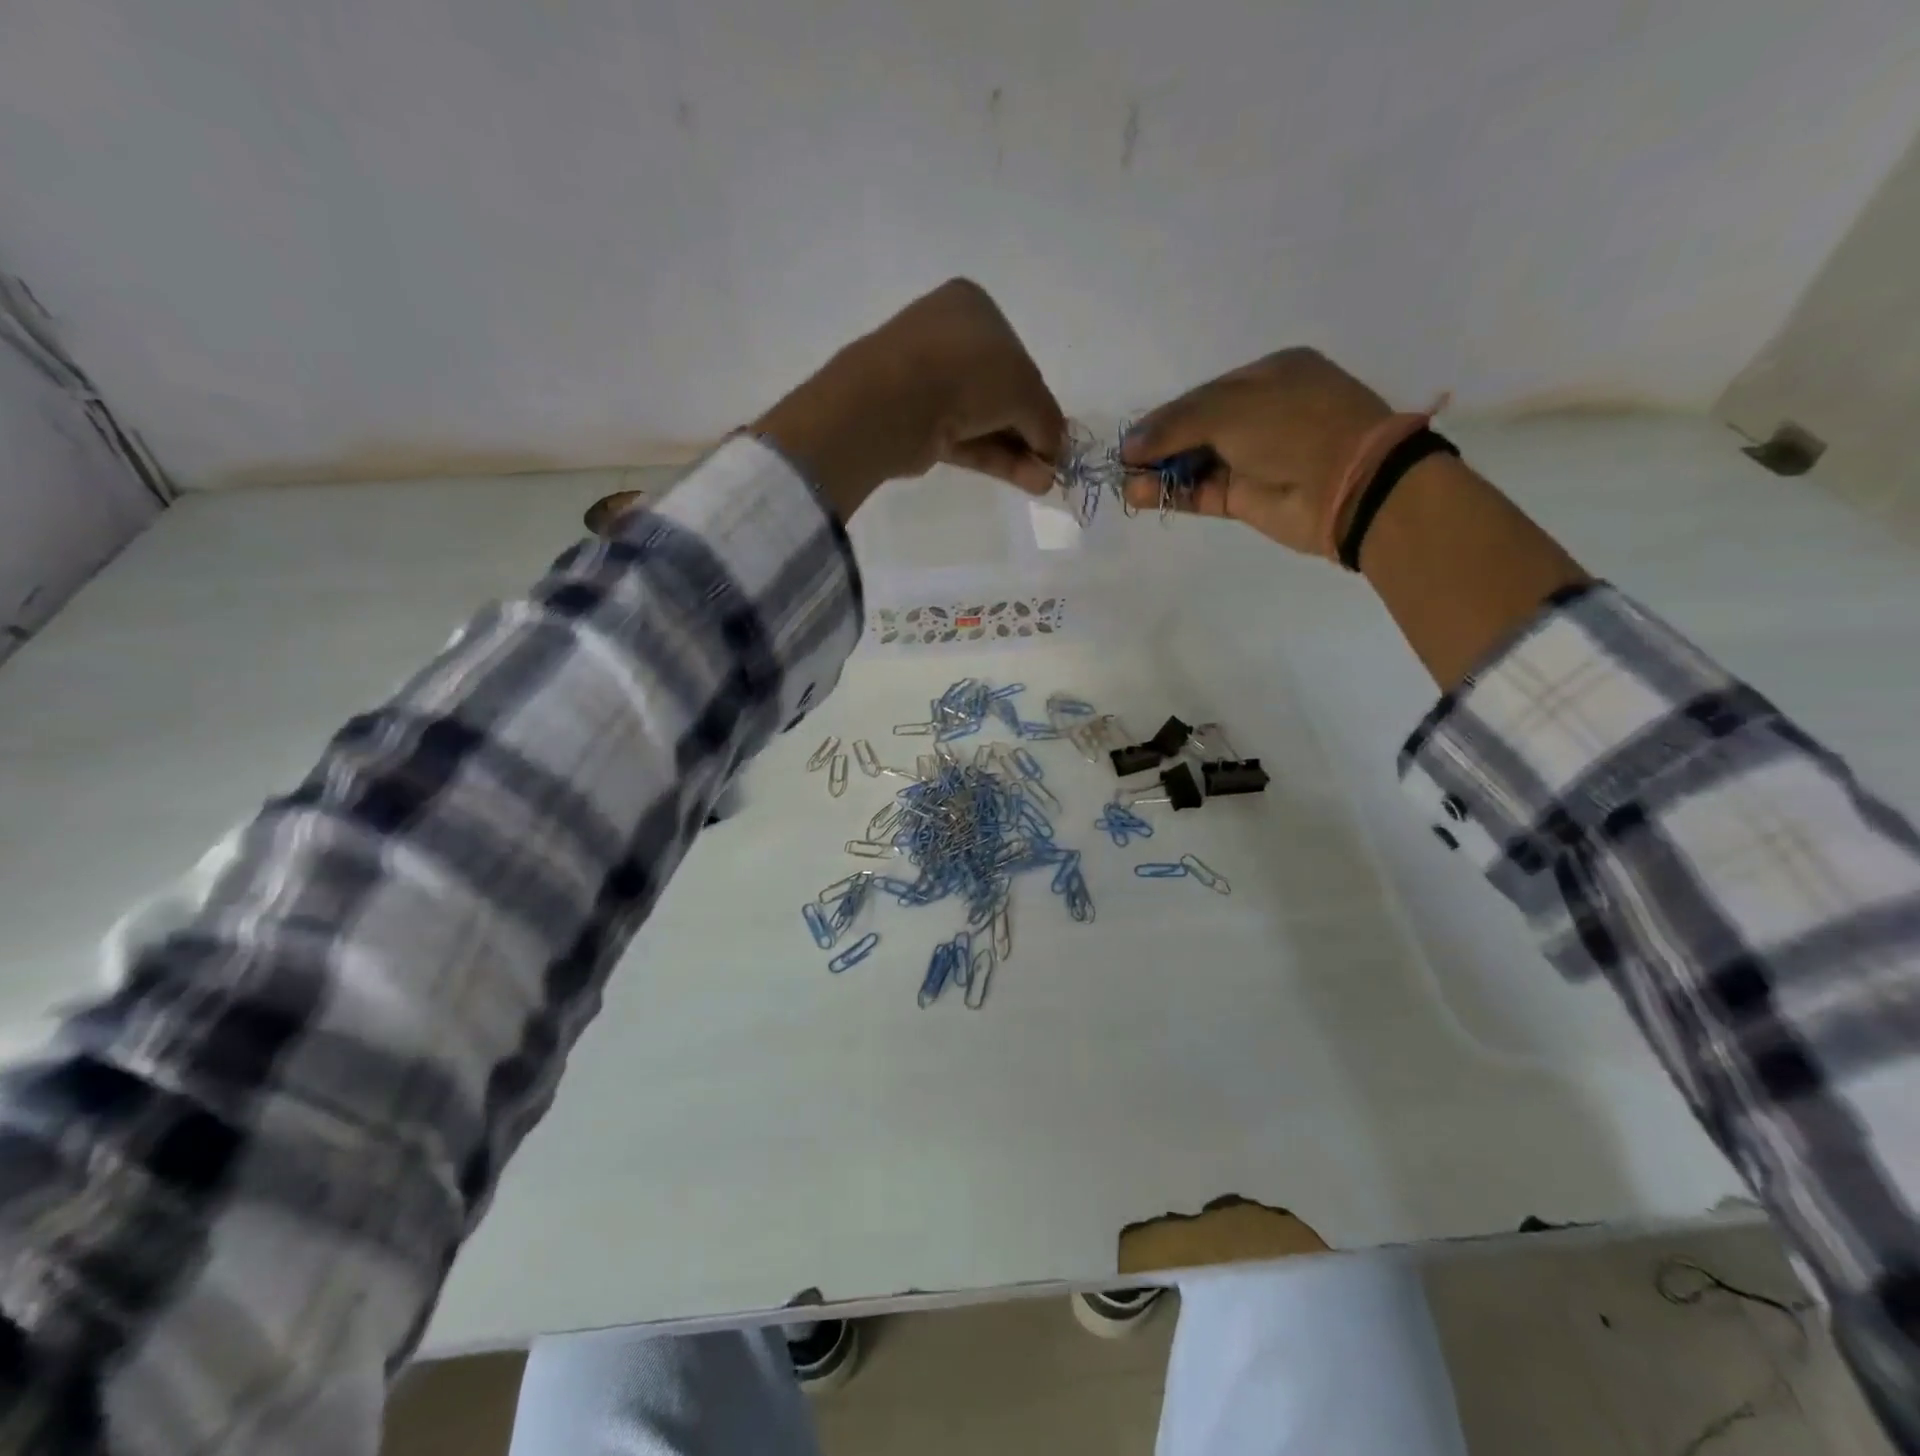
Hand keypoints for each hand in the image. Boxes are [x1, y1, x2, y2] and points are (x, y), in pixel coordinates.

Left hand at [754, 279, 1063, 518]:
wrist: (896, 401)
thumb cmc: (968, 371)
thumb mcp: (1026, 389)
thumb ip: (1047, 419)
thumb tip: (1057, 449)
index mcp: (973, 308)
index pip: (1017, 355)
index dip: (1040, 397)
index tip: (1055, 432)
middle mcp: (948, 338)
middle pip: (1001, 392)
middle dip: (1030, 431)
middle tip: (1052, 462)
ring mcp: (928, 382)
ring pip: (984, 420)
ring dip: (1018, 452)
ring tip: (1045, 482)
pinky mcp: (917, 423)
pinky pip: (965, 440)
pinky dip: (996, 459)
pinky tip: (1027, 481)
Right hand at [1117, 348, 1392, 556]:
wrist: (1348, 485)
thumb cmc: (1294, 426)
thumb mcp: (1232, 409)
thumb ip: (1176, 424)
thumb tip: (1129, 445)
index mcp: (1267, 377)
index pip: (1202, 395)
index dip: (1164, 417)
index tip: (1132, 438)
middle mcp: (1259, 415)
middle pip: (1194, 429)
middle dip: (1158, 446)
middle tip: (1125, 463)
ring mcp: (1252, 458)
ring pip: (1194, 463)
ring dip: (1160, 473)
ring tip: (1129, 484)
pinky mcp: (1246, 498)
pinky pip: (1200, 492)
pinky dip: (1172, 494)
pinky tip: (1142, 495)